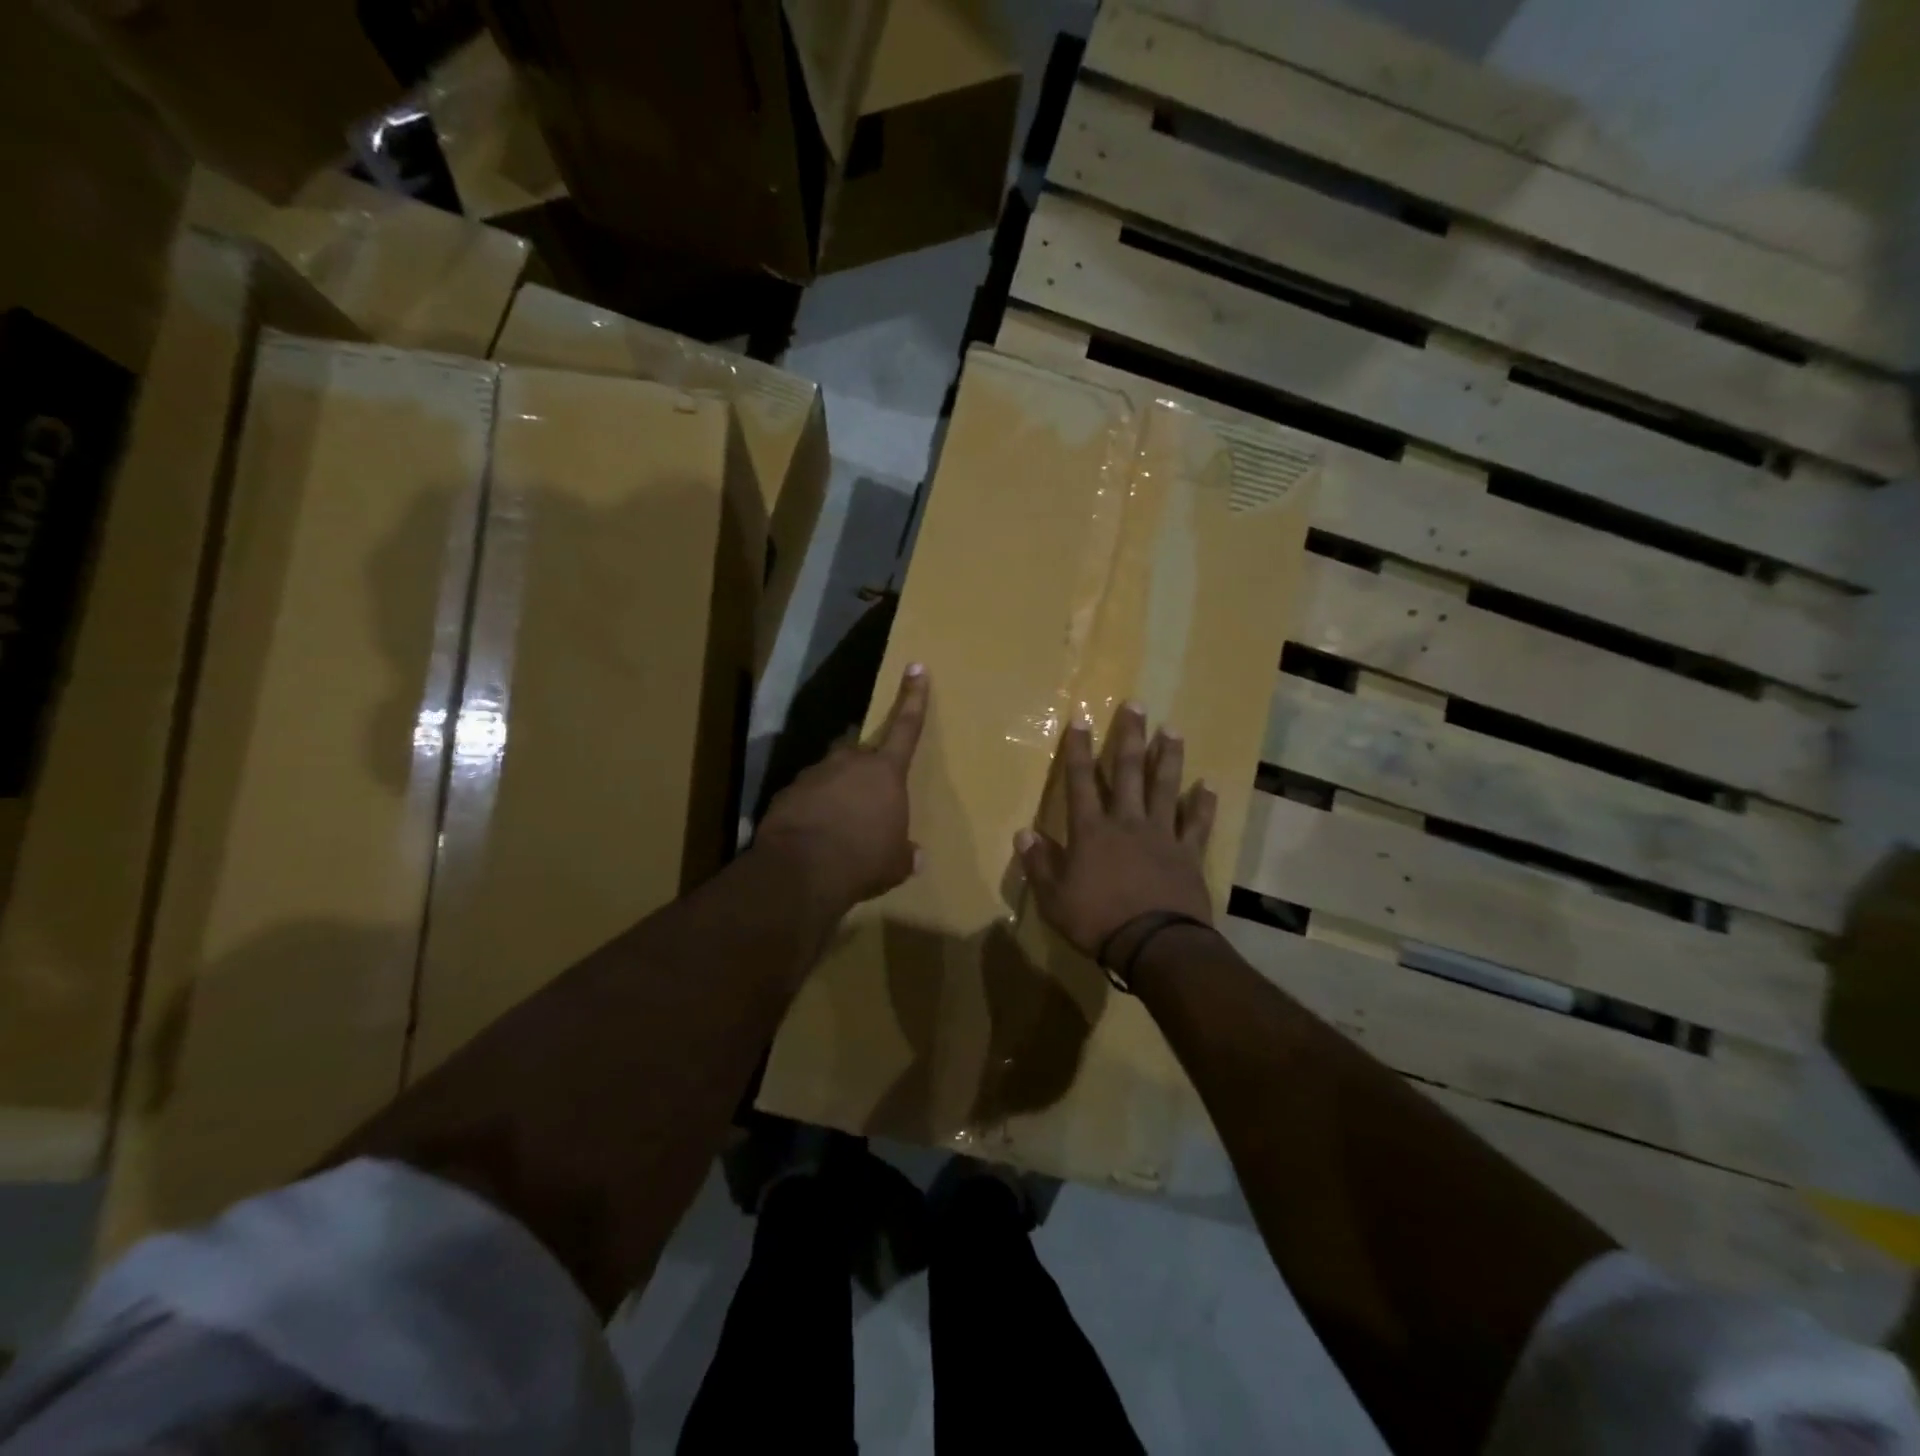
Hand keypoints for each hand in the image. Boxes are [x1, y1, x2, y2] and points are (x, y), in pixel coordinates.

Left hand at [757, 664, 927, 911]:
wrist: (801, 870)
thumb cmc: (863, 860)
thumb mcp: (894, 863)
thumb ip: (904, 853)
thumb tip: (915, 856)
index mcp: (885, 772)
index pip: (907, 727)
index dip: (914, 697)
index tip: (916, 667)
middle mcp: (849, 762)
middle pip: (861, 754)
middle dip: (864, 771)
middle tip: (866, 801)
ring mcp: (814, 774)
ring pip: (830, 775)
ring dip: (836, 793)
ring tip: (837, 826)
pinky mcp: (786, 792)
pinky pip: (806, 796)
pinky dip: (811, 809)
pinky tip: (812, 835)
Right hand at [1018, 702, 1216, 963]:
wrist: (1154, 945)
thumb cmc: (1097, 922)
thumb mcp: (1053, 899)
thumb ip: (1039, 864)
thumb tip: (1023, 833)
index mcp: (1091, 831)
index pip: (1080, 781)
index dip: (1079, 749)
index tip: (1080, 718)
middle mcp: (1127, 822)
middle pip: (1128, 772)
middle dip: (1129, 737)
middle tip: (1137, 704)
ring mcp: (1161, 835)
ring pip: (1165, 787)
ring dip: (1168, 757)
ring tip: (1173, 730)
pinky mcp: (1188, 854)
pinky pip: (1197, 823)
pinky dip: (1203, 804)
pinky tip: (1208, 785)